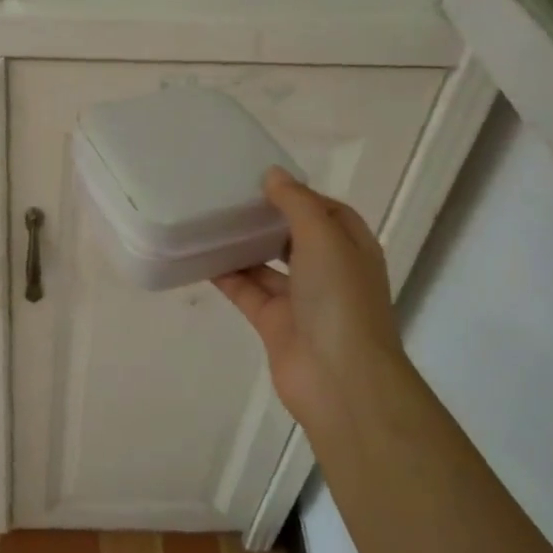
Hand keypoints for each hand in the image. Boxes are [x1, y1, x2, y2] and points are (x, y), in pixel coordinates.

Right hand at [212, 167, 406, 434]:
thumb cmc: (340, 299)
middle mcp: (329, 272)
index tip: (263, 180)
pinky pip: (246, 290)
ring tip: (208, 219)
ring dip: (243, 245)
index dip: (300, 194)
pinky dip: (226, 275)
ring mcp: (301, 299)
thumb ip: (297, 203)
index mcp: (352, 248)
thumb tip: (273, 175)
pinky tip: (200, 255)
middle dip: (267, 219)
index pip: (327, 211)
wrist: (339, 377)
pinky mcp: (273, 322)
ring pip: (266, 264)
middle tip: (229, 196)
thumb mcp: (324, 238)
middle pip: (294, 236)